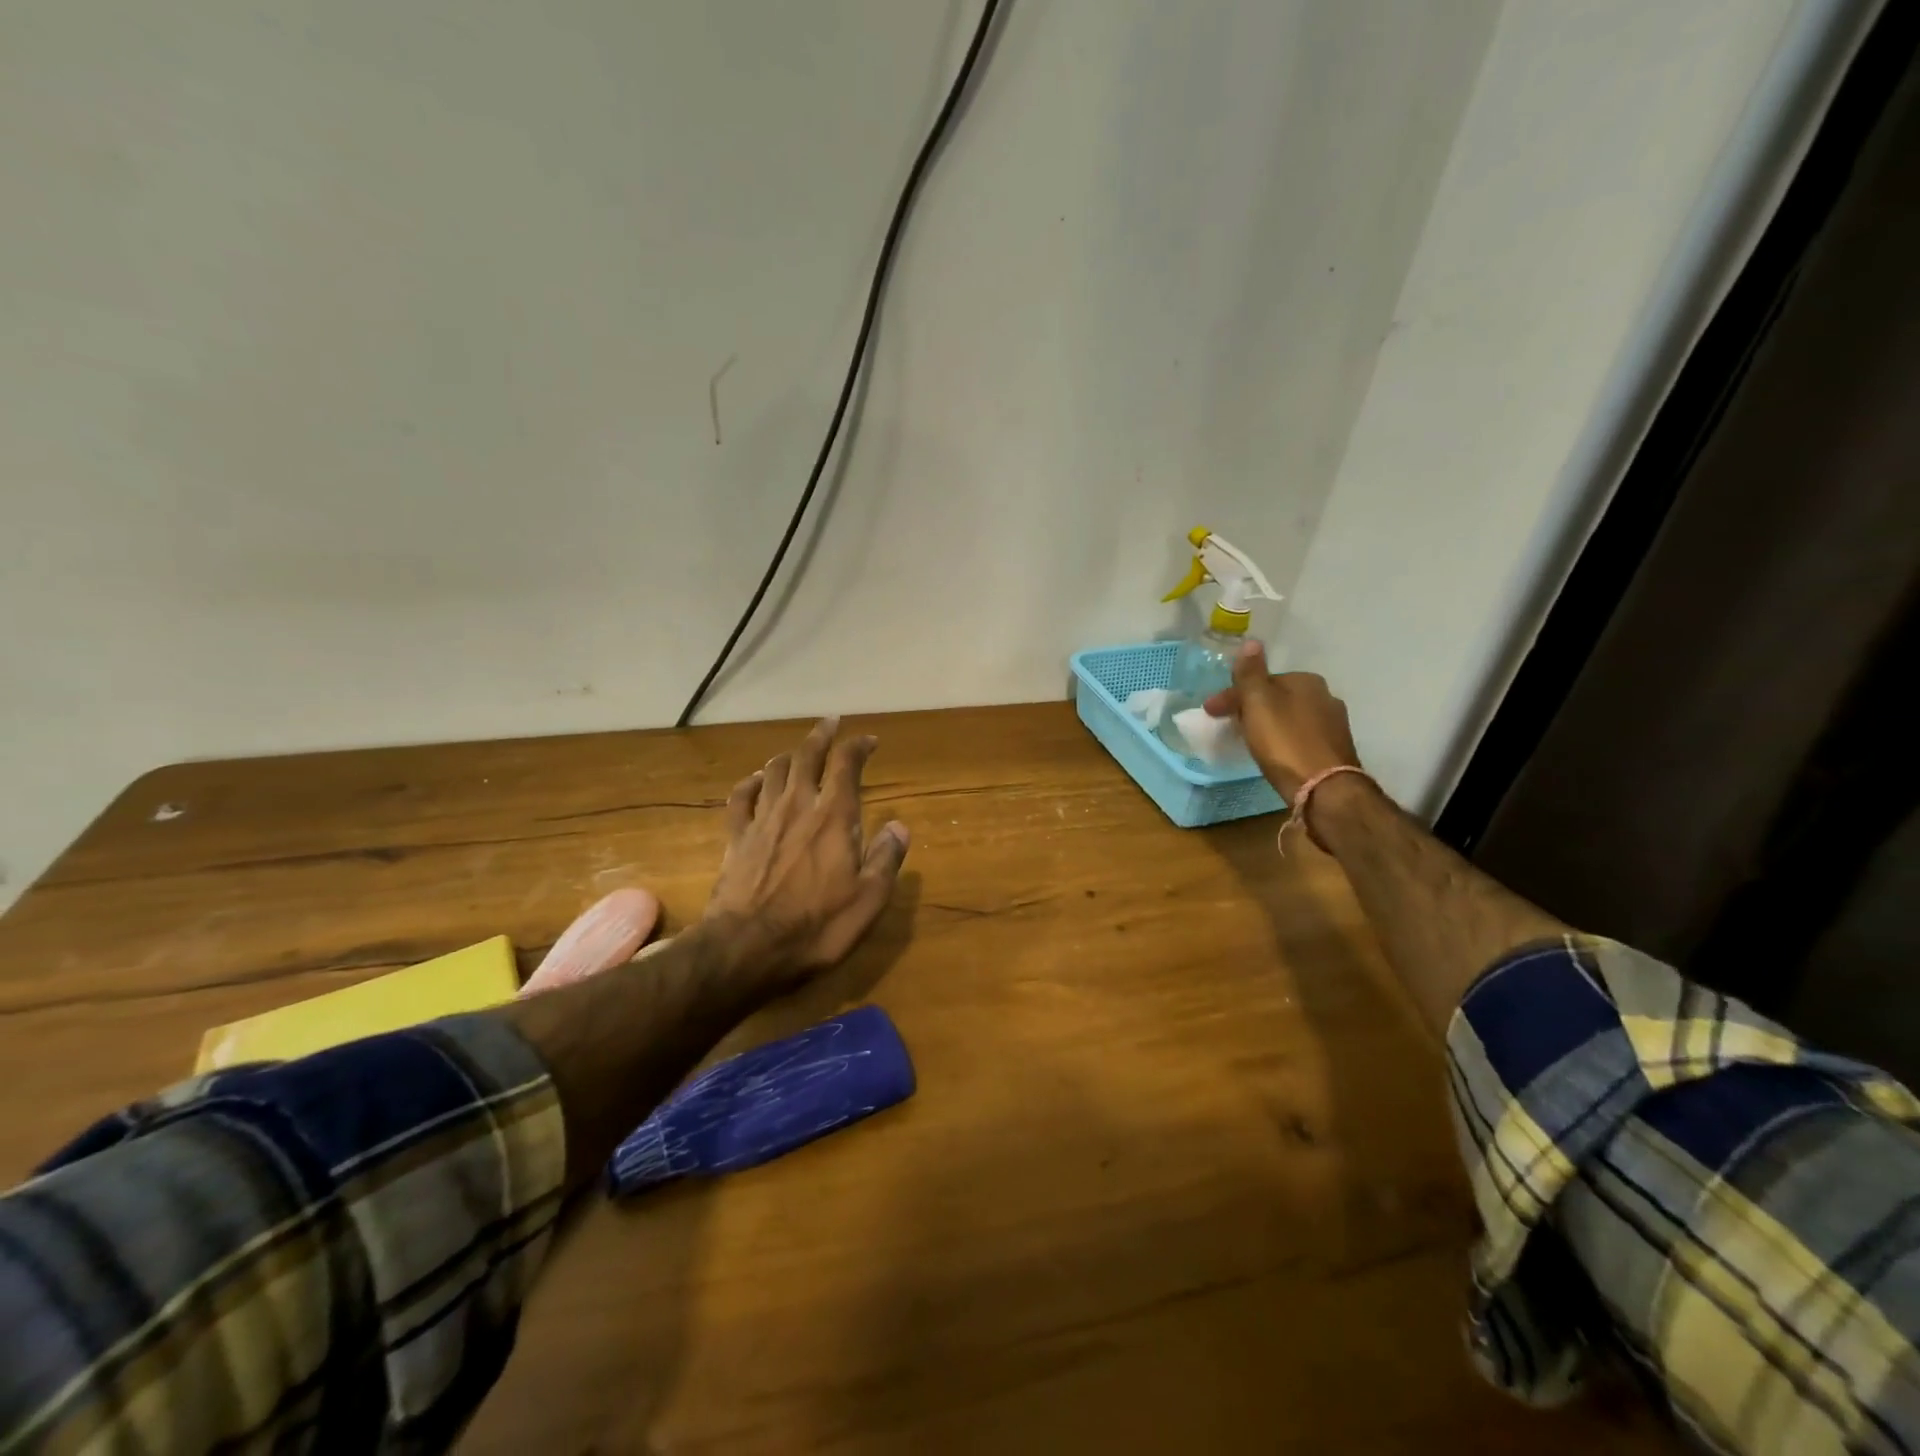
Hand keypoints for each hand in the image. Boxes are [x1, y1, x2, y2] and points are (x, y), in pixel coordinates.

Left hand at [705, 717, 910, 991]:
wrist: (746, 949)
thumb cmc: (816, 927)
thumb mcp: (868, 900)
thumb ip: (886, 858)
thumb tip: (899, 826)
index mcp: (833, 817)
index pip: (846, 765)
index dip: (858, 746)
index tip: (868, 740)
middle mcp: (797, 806)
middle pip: (807, 756)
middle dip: (821, 736)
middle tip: (831, 723)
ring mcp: (762, 820)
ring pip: (774, 771)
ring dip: (789, 755)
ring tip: (799, 752)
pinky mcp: (736, 838)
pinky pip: (740, 798)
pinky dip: (750, 783)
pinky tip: (755, 781)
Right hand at [1203, 641, 1360, 802]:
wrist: (1324, 788)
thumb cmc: (1285, 741)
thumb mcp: (1258, 703)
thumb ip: (1251, 673)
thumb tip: (1251, 642)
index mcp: (1306, 681)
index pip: (1261, 680)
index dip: (1232, 694)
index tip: (1210, 712)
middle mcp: (1325, 696)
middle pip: (1276, 697)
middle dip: (1250, 707)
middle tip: (1228, 724)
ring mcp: (1333, 724)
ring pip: (1289, 716)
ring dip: (1267, 723)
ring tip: (1248, 739)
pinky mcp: (1334, 749)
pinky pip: (1299, 735)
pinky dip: (1282, 738)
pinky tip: (1274, 752)